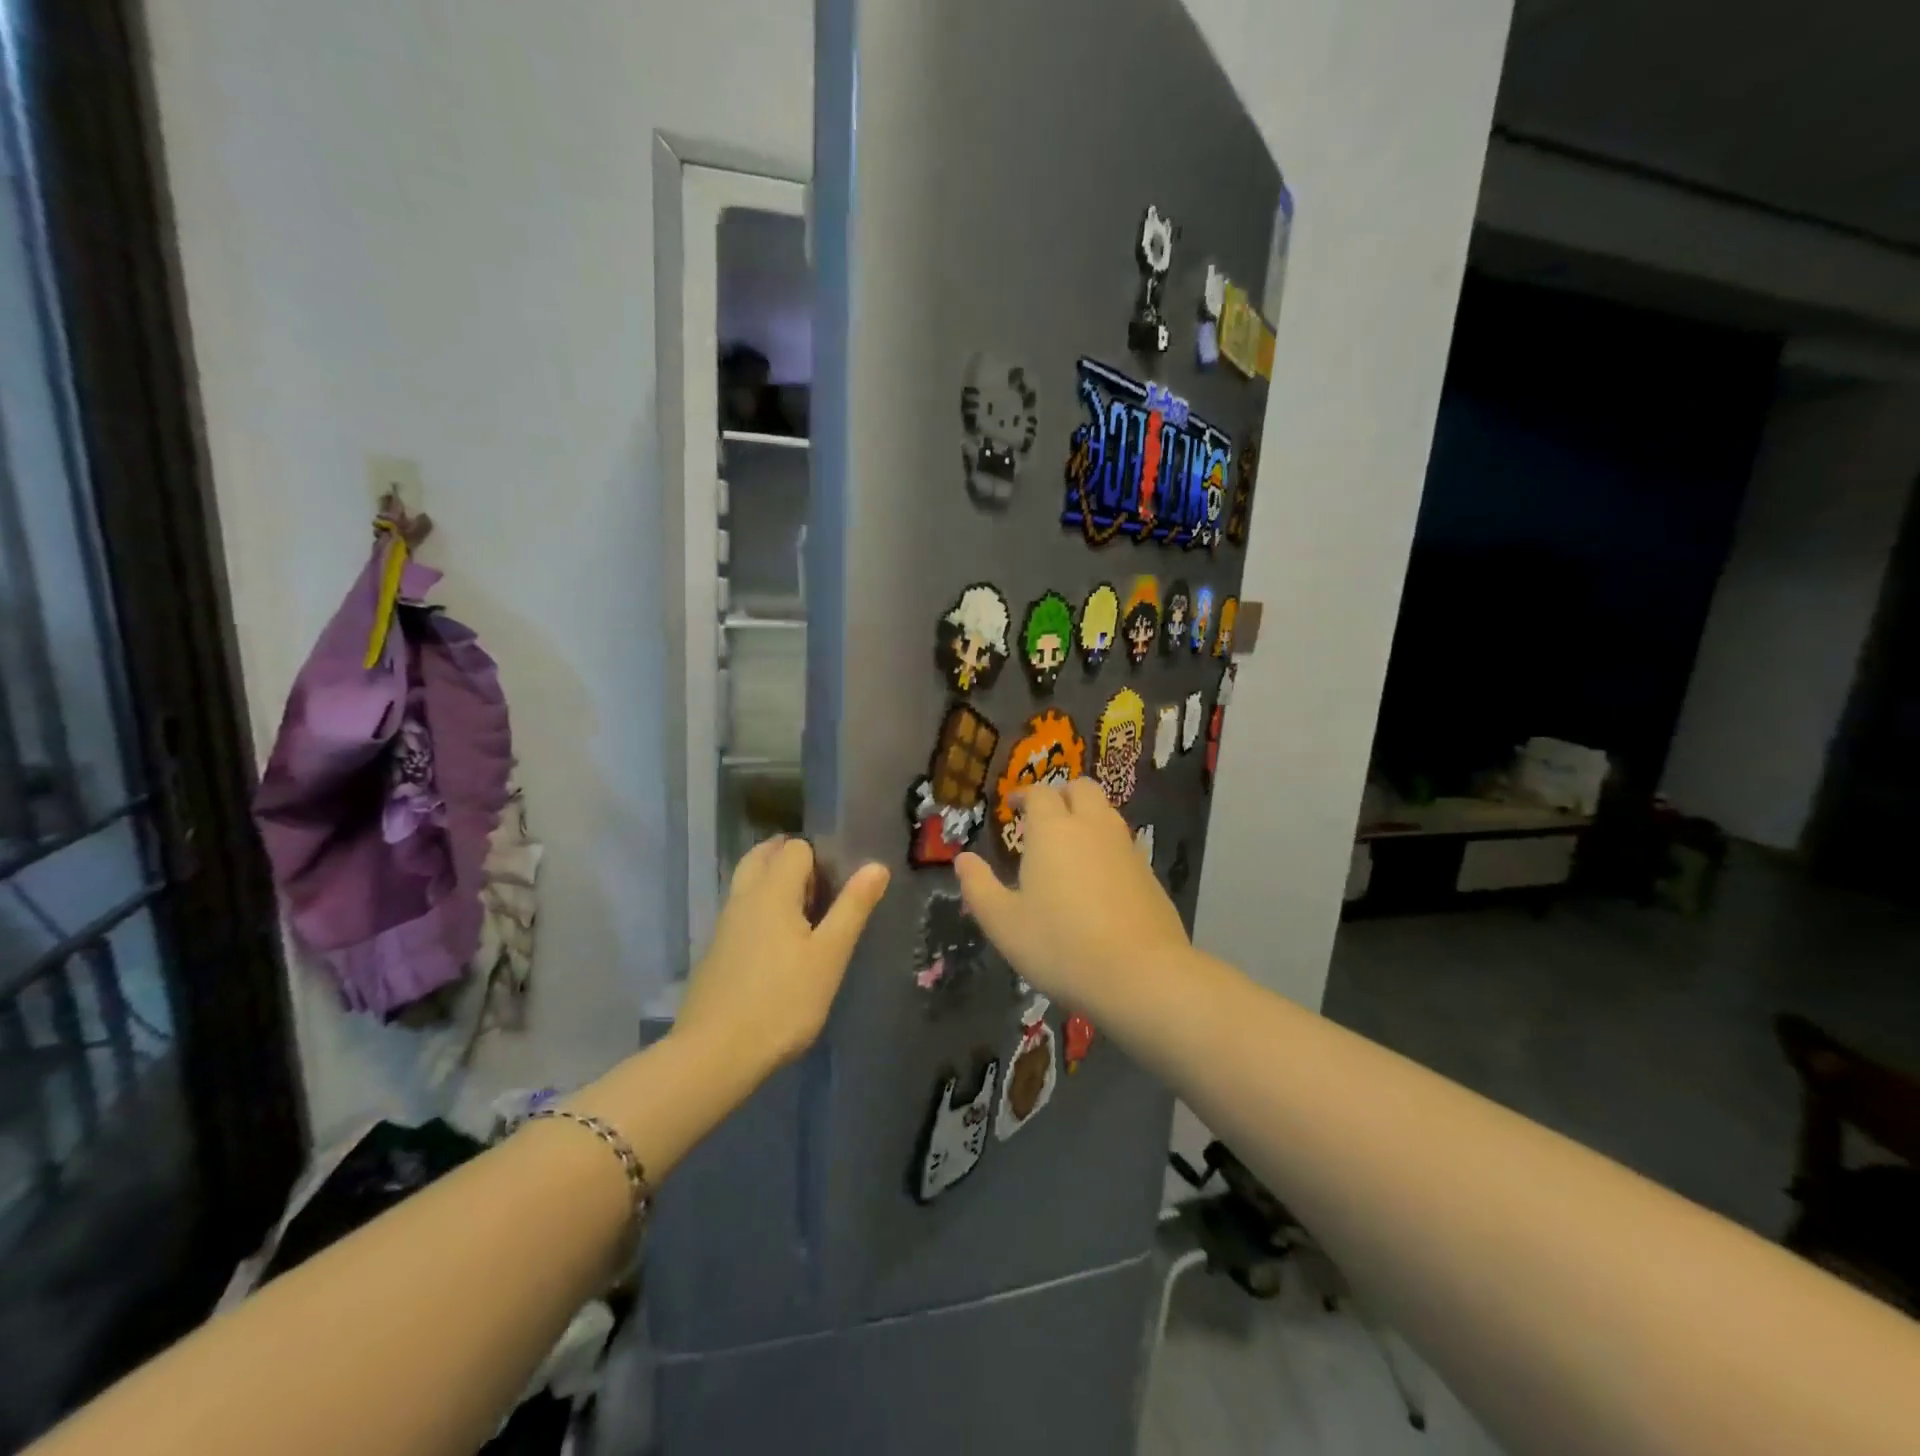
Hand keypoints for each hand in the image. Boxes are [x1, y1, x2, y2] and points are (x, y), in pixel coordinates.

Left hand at [675, 837, 888, 1076]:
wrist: (716, 1053)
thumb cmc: (783, 1001)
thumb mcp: (830, 955)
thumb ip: (853, 906)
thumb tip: (876, 865)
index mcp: (772, 890)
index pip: (795, 847)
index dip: (820, 857)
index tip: (839, 886)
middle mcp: (744, 897)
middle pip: (763, 855)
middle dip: (791, 860)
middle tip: (821, 890)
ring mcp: (725, 924)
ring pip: (748, 882)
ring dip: (773, 882)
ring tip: (804, 914)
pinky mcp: (716, 950)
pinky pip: (741, 909)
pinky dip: (760, 908)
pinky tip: (778, 943)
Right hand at [956, 779, 1188, 1016]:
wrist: (1141, 975)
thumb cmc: (1061, 946)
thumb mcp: (1004, 923)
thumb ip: (979, 887)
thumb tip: (963, 859)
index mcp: (1053, 830)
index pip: (1039, 793)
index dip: (1024, 794)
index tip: (1012, 806)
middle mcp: (1092, 827)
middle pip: (1081, 788)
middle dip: (1061, 793)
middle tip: (1044, 816)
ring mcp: (1126, 847)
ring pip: (1106, 811)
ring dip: (1086, 815)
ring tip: (1069, 844)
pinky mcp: (1149, 872)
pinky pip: (1122, 842)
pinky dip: (1106, 844)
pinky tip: (1097, 877)